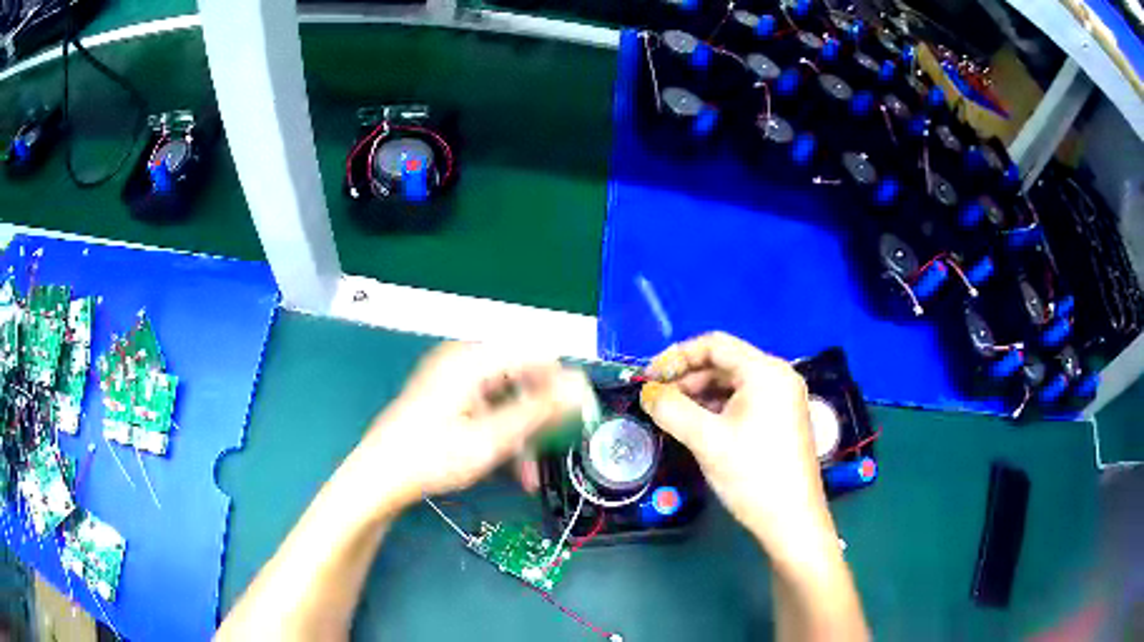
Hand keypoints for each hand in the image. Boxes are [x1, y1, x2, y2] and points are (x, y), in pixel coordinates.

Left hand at [345, 342, 589, 513]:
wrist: (378, 478)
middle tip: (552, 453)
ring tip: (528, 475)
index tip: (578, 420)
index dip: (562, 386)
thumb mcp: (490, 439)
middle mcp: (464, 361)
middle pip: (522, 378)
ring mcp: (454, 379)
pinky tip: (509, 467)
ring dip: (522, 434)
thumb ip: (539, 411)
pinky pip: (488, 409)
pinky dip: (502, 434)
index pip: (536, 355)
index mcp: (472, 359)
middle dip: (539, 417)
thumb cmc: (430, 458)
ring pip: (507, 399)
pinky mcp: (448, 398)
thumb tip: (580, 387)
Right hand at [639, 333, 836, 564]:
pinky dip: (716, 409)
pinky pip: (743, 402)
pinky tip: (696, 426)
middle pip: (724, 363)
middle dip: (686, 378)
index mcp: (765, 371)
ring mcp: (782, 399)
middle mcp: (778, 377)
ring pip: (732, 384)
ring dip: (699, 395)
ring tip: (670, 415)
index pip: (715, 345)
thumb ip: (671, 409)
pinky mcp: (781, 420)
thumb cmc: (751, 474)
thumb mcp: (706, 439)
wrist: (791, 520)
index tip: (649, 378)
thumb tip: (647, 393)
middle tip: (655, 401)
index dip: (677, 356)